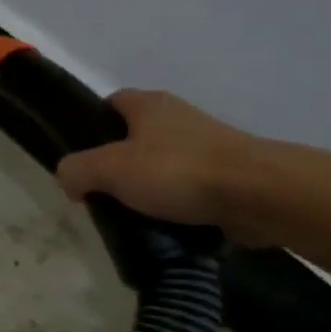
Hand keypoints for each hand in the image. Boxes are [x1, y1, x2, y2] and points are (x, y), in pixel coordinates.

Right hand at [56, 89, 269, 242]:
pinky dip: (177, 206)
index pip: (110, 104)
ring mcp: (208, 146)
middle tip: (103, 193)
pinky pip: (190, 189)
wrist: (261, 195)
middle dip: (119, 165)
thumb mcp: (108, 169)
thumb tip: (69, 180)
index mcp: (148, 104)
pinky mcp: (230, 175)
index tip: (82, 158)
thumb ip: (75, 170)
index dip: (92, 127)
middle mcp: (178, 117)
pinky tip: (167, 227)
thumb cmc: (177, 171)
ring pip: (163, 166)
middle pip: (135, 138)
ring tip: (134, 216)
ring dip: (149, 189)